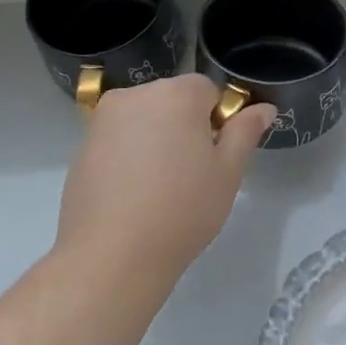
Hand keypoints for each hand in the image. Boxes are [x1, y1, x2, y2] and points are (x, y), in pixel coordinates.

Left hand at [56, 74, 276, 287]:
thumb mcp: (227, 172)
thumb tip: (263, 108)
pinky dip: (129, 156)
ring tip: (160, 188)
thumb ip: (245, 132)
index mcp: (175, 94)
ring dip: (156, 140)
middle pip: (172, 100)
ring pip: (144, 119)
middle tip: (191, 174)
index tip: (214, 158)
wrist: (112, 255)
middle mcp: (135, 95)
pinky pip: (119, 139)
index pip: (207, 90)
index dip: (217, 121)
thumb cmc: (182, 210)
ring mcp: (102, 120)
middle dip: (185, 127)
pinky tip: (133, 195)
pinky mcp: (82, 146)